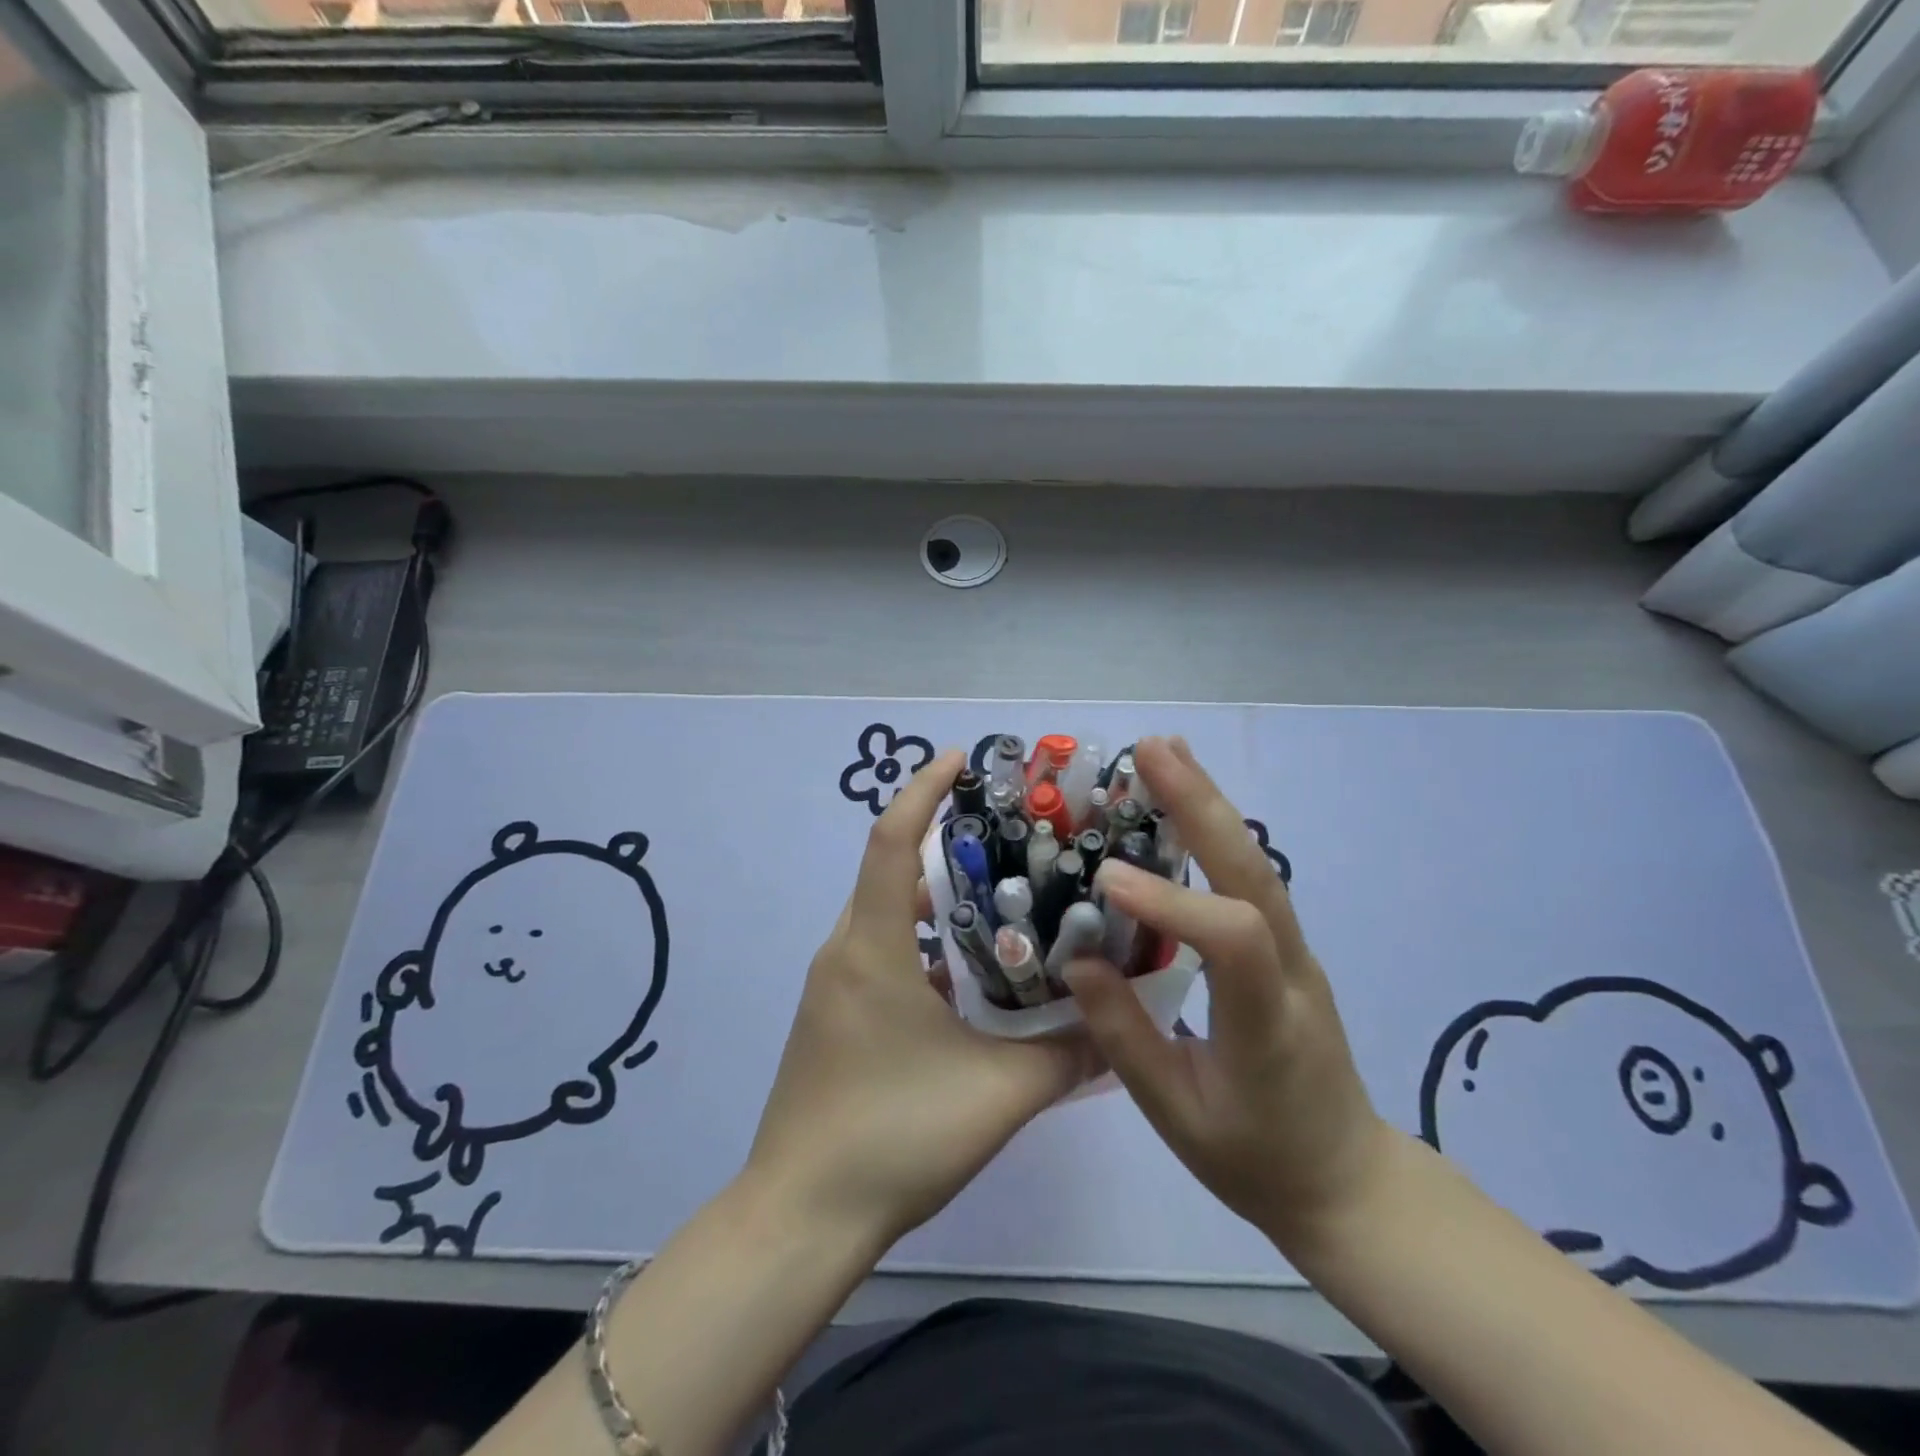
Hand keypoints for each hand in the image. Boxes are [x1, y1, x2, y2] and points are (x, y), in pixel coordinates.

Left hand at [746, 749, 1093, 1248]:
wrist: (802, 1216)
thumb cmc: (894, 1136)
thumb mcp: (998, 1093)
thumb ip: (1067, 1054)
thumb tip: (1120, 1019)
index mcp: (872, 947)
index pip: (892, 841)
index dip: (924, 790)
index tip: (961, 758)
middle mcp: (845, 950)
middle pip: (892, 871)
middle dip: (943, 841)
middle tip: (1008, 835)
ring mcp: (834, 985)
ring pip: (888, 915)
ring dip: (935, 897)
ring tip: (999, 895)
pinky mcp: (834, 1016)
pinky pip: (880, 952)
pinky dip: (923, 941)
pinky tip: (969, 973)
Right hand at [1065, 736, 1396, 1253]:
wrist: (1344, 1178)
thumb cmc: (1255, 1157)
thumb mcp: (1177, 1116)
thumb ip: (1125, 1038)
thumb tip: (1076, 962)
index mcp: (1267, 1022)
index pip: (1233, 940)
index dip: (1173, 902)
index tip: (1106, 878)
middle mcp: (1291, 970)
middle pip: (1254, 873)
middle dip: (1202, 805)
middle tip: (1152, 749)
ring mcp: (1295, 951)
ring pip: (1256, 863)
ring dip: (1209, 802)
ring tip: (1165, 751)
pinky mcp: (1284, 944)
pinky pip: (1249, 877)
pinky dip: (1215, 829)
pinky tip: (1187, 798)